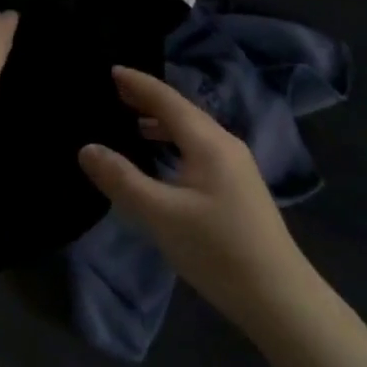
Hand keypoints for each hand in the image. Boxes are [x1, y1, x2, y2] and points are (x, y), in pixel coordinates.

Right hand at [79, 67, 316, 337]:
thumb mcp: (161, 215)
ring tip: (132, 123)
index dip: (139, 84)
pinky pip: (199, 150)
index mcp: (209, 142)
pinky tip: (163, 161)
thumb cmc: (217, 250)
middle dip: (149, 100)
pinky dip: (174, 144)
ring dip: (162, 124)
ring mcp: (236, 166)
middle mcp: (225, 145)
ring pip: (193, 132)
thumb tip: (87, 148)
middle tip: (115, 92)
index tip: (111, 69)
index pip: (167, 100)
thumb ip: (122, 180)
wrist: (279, 297)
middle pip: (182, 111)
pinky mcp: (238, 188)